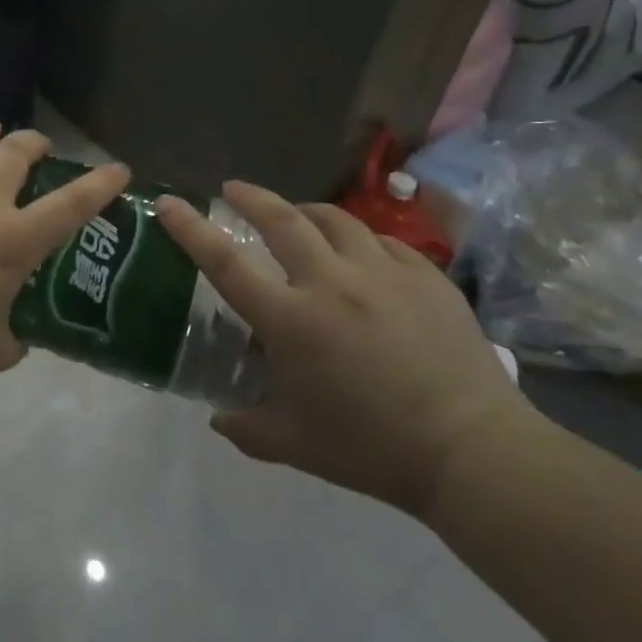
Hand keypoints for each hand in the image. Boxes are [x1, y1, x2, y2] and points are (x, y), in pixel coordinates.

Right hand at [157, 182, 530, 518]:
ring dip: (305, 211)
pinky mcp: (426, 277)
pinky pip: (383, 240)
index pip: (225, 262)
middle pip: (281, 218)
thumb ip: (245, 428)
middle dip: (250, 197)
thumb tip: (218, 418)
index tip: (169, 203)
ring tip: (297, 216)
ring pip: (335, 219)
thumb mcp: (293, 446)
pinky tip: (359, 252)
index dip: (191, 229)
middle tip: (233, 190)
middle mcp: (331, 282)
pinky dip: (359, 239)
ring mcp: (383, 273)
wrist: (472, 452)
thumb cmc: (371, 448)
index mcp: (290, 320)